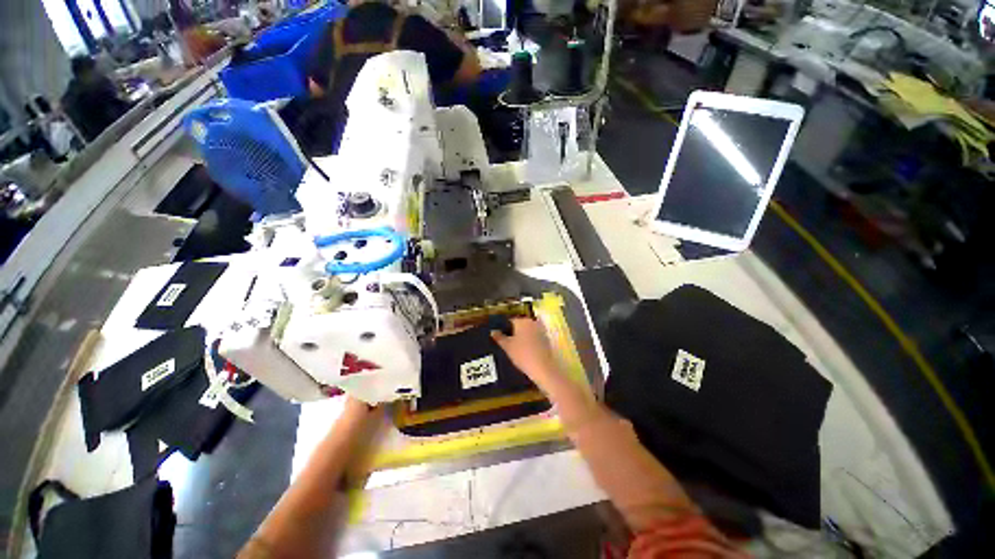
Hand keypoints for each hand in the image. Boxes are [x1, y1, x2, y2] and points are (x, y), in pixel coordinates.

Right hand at [491, 318, 559, 385]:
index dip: (504, 327)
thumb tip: (493, 331)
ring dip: (522, 335)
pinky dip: (530, 339)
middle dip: (513, 330)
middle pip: (520, 324)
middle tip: (506, 340)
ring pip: (528, 329)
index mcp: (522, 321)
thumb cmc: (522, 355)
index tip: (500, 335)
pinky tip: (526, 348)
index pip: (510, 320)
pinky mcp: (546, 338)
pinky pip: (535, 335)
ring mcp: (541, 329)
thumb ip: (499, 337)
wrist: (543, 368)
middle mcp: (532, 321)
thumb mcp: (507, 347)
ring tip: (515, 345)